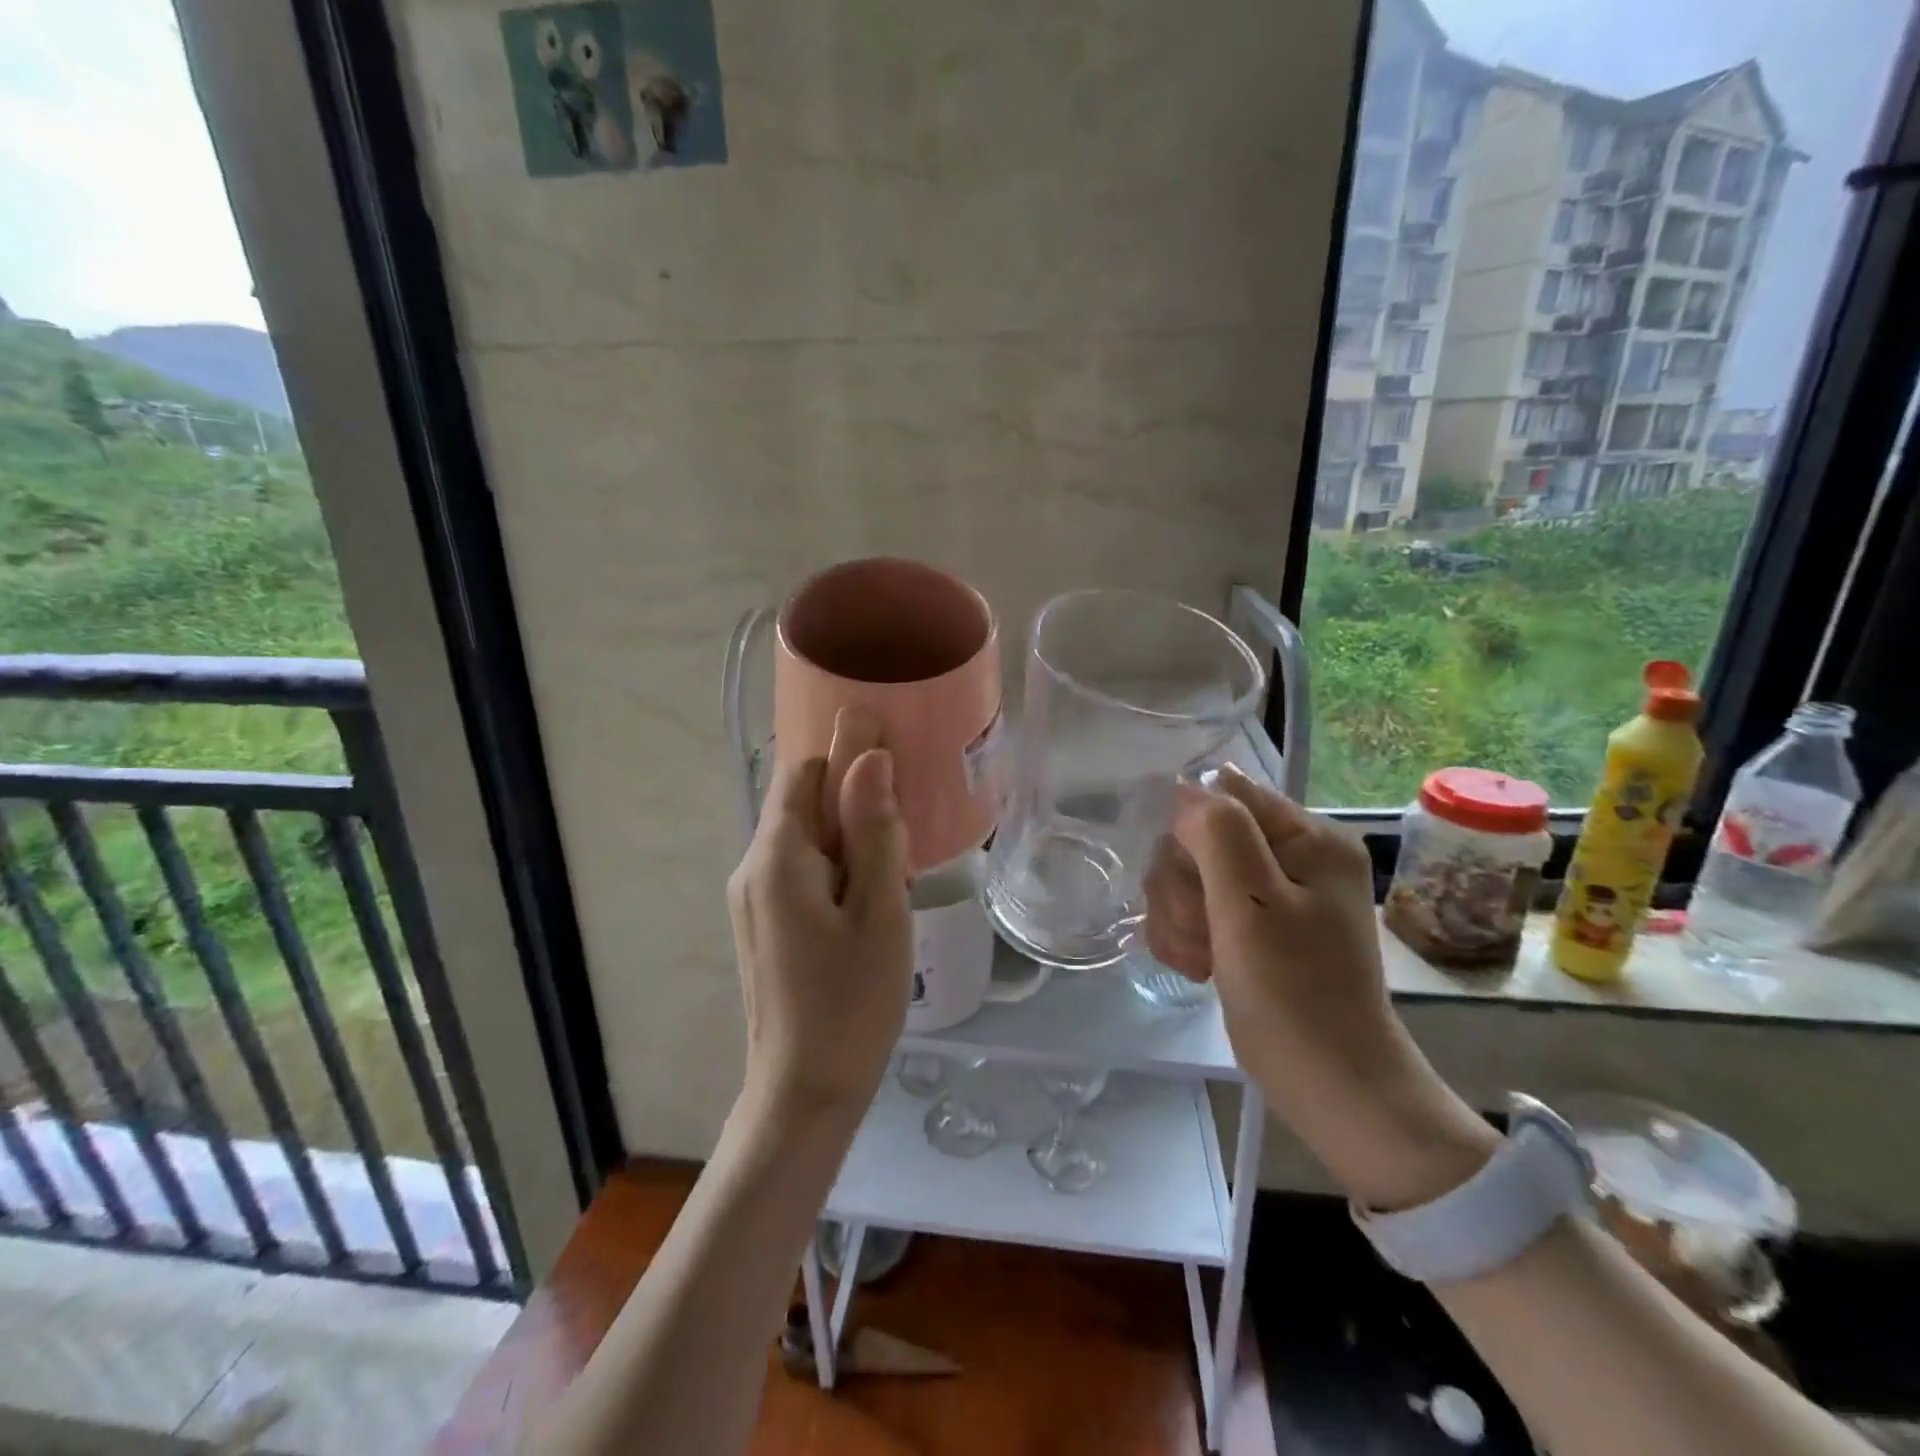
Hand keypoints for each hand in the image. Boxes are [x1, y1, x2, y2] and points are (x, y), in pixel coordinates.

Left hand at [727, 709, 912, 1131]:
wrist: (804, 1093)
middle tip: (906, 837)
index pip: (804, 772)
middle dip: (855, 804)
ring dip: (851, 840)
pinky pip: (801, 872)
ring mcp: (753, 898)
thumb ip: (875, 831)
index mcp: (777, 857)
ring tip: (894, 878)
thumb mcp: (880, 911)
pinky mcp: (763, 923)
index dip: (847, 753)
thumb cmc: (852, 1001)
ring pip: (806, 839)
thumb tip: (870, 756)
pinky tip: (870, 904)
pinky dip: (837, 869)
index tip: (896, 756)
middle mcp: (753, 868)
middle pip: (803, 803)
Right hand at [1145, 765, 1497, 1208]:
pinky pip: (1197, 907)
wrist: (1331, 1088)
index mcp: (1308, 837)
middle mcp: (1292, 856)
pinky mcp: (1253, 926)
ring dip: (1178, 916)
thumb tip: (1185, 789)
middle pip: (1199, 837)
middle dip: (1182, 886)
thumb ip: (1218, 833)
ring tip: (1199, 960)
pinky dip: (1186, 935)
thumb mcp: (1251, 905)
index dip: (1189, 832)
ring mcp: (1273, 894)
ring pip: (1189, 875)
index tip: (1187, 882)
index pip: (1223, 795)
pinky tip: (1198, 967)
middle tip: (1199, 932)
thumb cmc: (1295, 995)